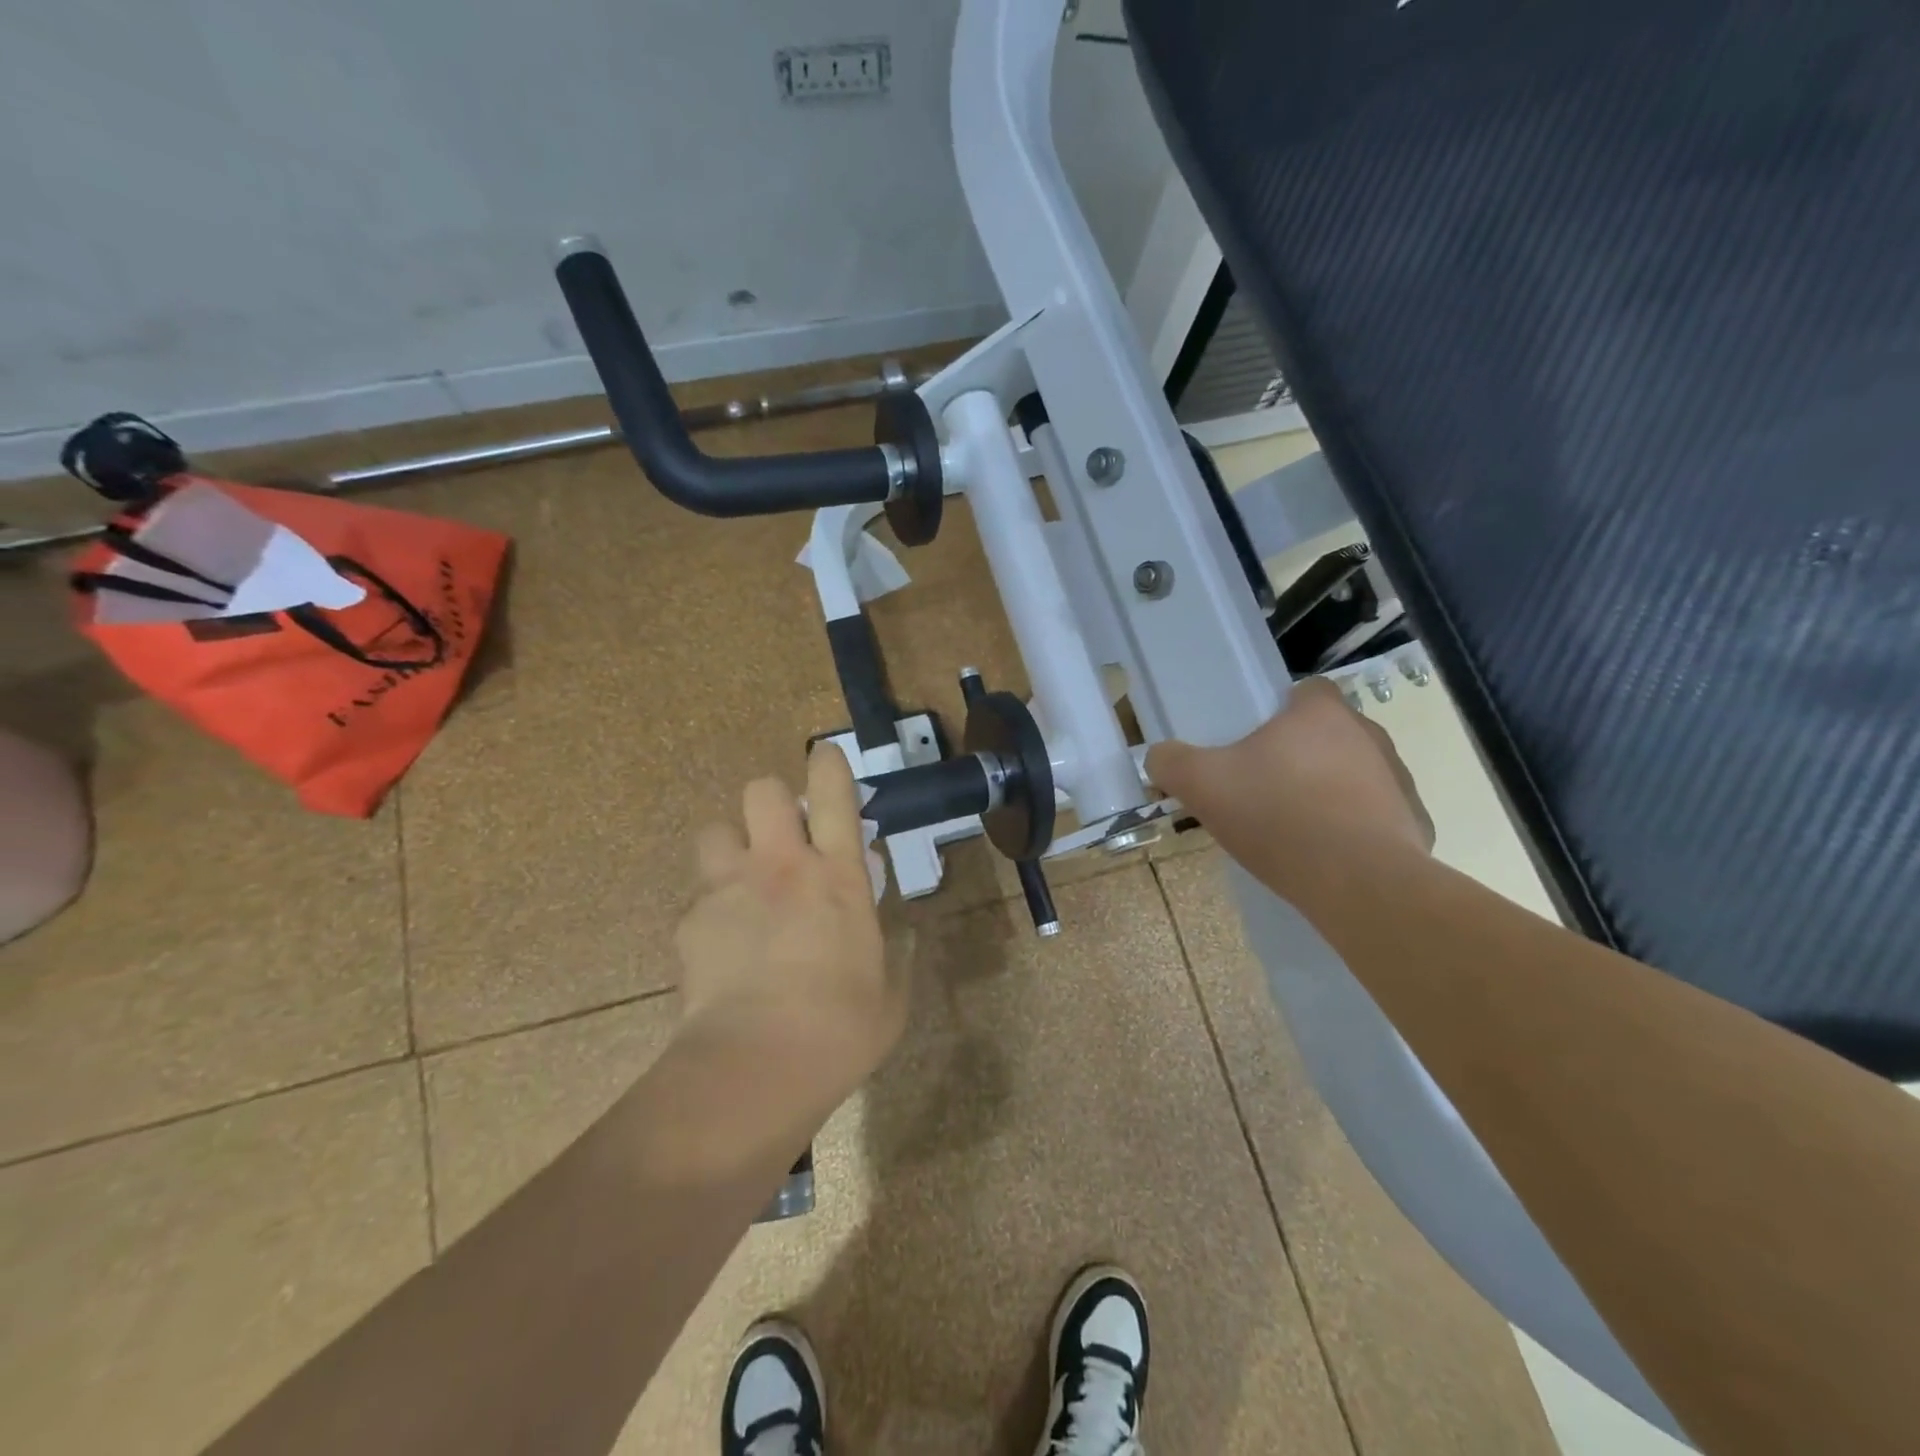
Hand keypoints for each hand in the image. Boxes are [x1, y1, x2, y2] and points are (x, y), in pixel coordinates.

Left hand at [674, 743, 901, 1103]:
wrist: (756, 1067)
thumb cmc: (841, 1029)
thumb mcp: (889, 989)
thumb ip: (892, 945)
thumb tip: (891, 920)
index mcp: (837, 876)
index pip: (834, 793)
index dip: (829, 765)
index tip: (826, 758)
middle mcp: (781, 867)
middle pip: (762, 790)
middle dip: (772, 802)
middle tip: (782, 838)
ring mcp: (729, 889)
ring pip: (714, 831)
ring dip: (731, 848)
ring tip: (742, 884)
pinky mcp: (689, 923)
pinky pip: (697, 898)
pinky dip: (710, 912)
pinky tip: (721, 950)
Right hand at [1145, 678, 1433, 893]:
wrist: (1356, 882)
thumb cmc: (1276, 815)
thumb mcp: (1201, 784)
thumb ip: (1171, 762)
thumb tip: (1158, 756)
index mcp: (1320, 713)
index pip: (1305, 691)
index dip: (1278, 712)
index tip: (1254, 743)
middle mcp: (1367, 734)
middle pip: (1327, 734)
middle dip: (1299, 755)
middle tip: (1263, 788)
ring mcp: (1397, 778)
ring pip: (1353, 773)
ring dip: (1328, 790)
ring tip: (1294, 827)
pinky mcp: (1415, 822)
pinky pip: (1376, 816)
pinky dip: (1354, 830)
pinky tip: (1327, 856)